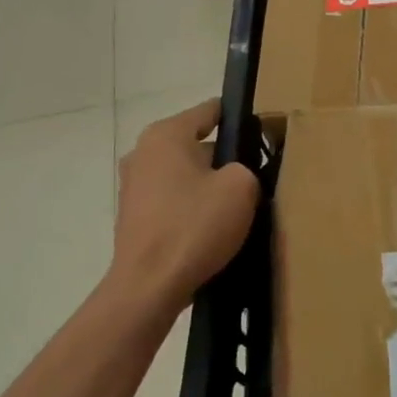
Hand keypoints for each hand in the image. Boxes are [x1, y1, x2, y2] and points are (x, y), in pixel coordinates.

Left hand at [111, 100, 259, 308]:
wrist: (149, 287)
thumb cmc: (195, 226)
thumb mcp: (241, 187)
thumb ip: (246, 168)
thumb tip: (234, 175)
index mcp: (166, 135)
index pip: (210, 110)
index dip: (239, 118)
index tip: (262, 131)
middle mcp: (143, 153)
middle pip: (196, 145)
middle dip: (224, 158)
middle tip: (256, 176)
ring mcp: (133, 187)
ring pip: (185, 175)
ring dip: (208, 186)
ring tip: (237, 207)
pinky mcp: (134, 217)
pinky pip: (173, 201)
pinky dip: (191, 209)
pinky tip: (212, 229)